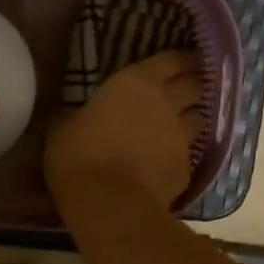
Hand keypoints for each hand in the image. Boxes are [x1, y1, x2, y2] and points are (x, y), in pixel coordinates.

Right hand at [46, 50, 202, 212]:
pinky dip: (182, 154)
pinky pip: (189, 154)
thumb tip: (75, 116)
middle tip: (188, 87)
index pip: (171, 59)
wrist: (110, 204)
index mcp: (136, 83)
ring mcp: (181, 137)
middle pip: (195, 85)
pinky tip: (171, 161)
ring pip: (200, 118)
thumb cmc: (79, 157)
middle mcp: (166, 103)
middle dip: (194, 84)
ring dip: (192, 118)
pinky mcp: (187, 168)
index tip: (184, 60)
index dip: (180, 59)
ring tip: (183, 123)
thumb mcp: (63, 129)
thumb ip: (78, 116)